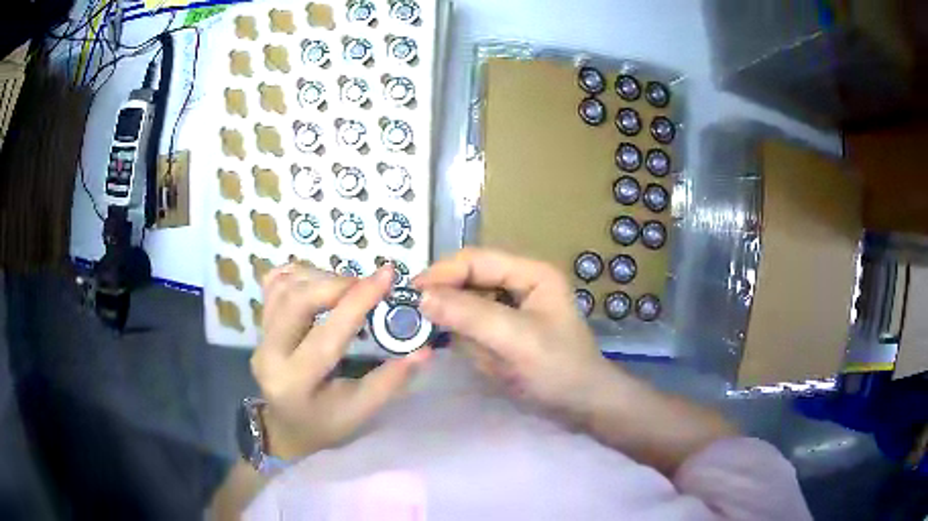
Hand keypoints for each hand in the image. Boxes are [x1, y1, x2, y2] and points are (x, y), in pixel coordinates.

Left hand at [251, 264, 430, 460]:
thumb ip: (391, 381)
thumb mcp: (361, 411)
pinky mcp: (259, 323)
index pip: (327, 335)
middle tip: (367, 284)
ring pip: (285, 287)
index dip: (358, 301)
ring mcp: (259, 336)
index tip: (388, 274)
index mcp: (295, 383)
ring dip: (320, 277)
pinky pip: (274, 283)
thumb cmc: (326, 423)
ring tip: (347, 287)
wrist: (286, 426)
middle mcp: (269, 355)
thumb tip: (424, 350)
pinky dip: (299, 274)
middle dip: (336, 283)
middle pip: (296, 301)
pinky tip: (320, 282)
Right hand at [413, 248, 615, 422]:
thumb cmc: (559, 369)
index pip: (476, 260)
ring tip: (473, 351)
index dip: (442, 272)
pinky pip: (474, 327)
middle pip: (469, 279)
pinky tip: (484, 359)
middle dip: (450, 302)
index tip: (410, 294)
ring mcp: (512, 307)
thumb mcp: (516, 340)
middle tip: (419, 321)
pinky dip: (470, 342)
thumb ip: (470, 315)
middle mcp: (520, 282)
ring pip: (467, 304)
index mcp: (531, 272)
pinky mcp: (505, 329)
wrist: (581, 406)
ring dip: (462, 327)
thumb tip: (422, 296)